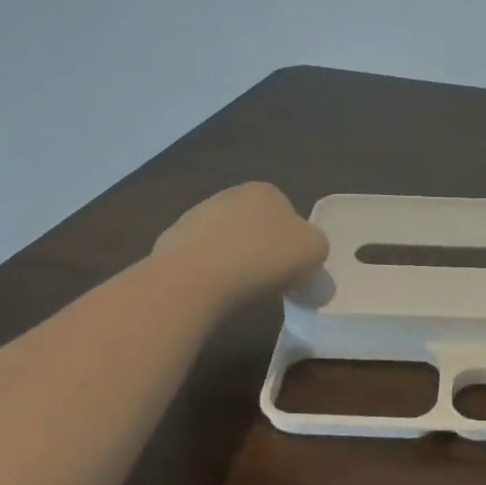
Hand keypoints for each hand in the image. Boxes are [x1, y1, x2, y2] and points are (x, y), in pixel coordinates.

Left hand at [154, 183, 328, 301]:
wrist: (195, 280)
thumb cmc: (263, 258)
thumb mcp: (314, 251)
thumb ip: (316, 247)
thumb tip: (307, 255)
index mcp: (265, 191)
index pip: (287, 213)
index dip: (293, 242)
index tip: (292, 268)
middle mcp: (228, 195)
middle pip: (254, 225)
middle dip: (261, 249)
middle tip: (268, 281)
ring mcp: (194, 217)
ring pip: (224, 241)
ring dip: (232, 261)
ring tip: (237, 291)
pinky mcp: (169, 244)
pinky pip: (197, 260)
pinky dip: (206, 274)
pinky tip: (210, 293)